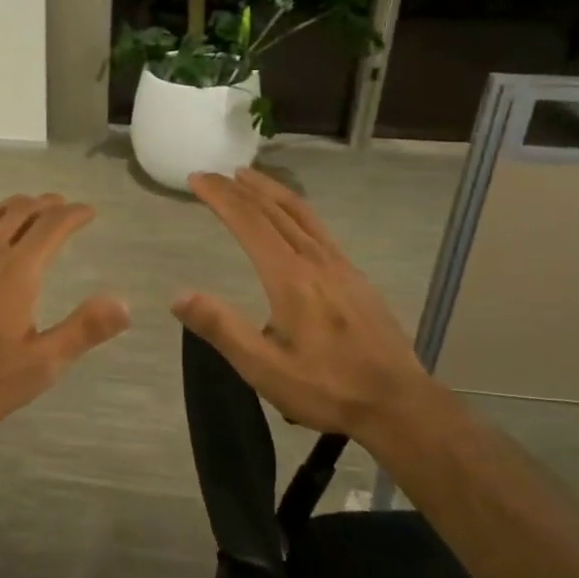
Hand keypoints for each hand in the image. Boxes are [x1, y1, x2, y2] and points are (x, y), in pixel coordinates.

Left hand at [0, 193, 128, 440]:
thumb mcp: (40, 364)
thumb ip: (83, 330)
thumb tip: (124, 302)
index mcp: (17, 272)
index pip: (52, 227)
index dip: (73, 214)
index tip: (88, 211)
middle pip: (18, 212)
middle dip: (44, 204)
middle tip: (60, 204)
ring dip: (11, 207)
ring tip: (25, 207)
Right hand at [172, 169, 430, 443]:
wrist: (399, 403)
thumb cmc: (327, 388)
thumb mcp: (264, 368)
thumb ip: (222, 328)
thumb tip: (179, 295)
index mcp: (290, 278)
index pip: (249, 222)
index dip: (220, 197)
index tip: (197, 179)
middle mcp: (316, 261)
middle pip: (274, 210)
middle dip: (240, 188)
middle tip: (213, 174)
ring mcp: (340, 266)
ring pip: (301, 213)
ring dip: (270, 191)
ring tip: (248, 178)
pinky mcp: (355, 278)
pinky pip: (318, 228)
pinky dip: (295, 209)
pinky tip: (292, 219)